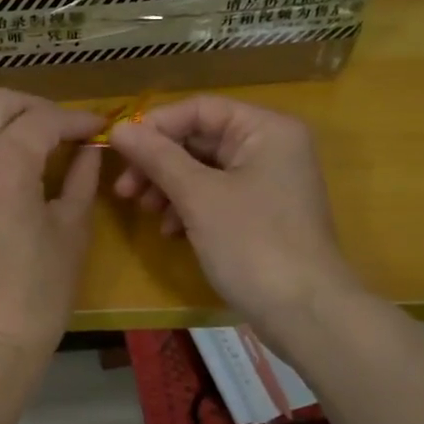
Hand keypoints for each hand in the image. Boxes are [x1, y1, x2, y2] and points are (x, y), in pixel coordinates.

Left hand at [0, 89, 103, 352]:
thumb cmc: (37, 293)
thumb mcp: (71, 232)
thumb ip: (80, 178)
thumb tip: (88, 149)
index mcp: (2, 164)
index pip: (42, 120)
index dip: (75, 119)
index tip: (98, 128)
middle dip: (36, 107)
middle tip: (64, 128)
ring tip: (25, 135)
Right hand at [108, 95, 361, 346]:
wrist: (305, 314)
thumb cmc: (253, 244)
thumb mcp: (199, 197)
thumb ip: (157, 158)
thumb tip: (117, 129)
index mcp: (266, 129)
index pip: (200, 109)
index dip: (156, 125)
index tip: (119, 150)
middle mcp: (271, 147)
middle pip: (201, 138)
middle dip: (159, 162)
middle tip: (124, 188)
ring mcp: (268, 182)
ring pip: (205, 169)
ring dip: (169, 186)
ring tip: (144, 210)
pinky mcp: (262, 213)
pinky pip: (216, 195)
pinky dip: (189, 206)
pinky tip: (170, 230)